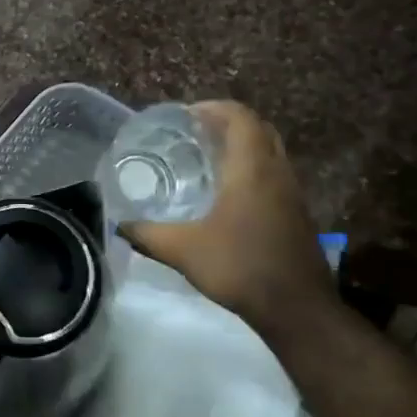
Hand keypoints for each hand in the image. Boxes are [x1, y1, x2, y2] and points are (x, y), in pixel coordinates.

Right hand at [123, 101, 336, 333]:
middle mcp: (276, 172)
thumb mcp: (183, 250)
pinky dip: (252, 167)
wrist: (297, 308)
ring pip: (270, 151)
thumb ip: (148, 234)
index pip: (240, 117)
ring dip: (242, 144)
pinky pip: (274, 173)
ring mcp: (292, 192)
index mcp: (251, 169)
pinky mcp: (297, 213)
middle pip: (258, 128)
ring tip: (207, 156)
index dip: (214, 108)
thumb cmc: (240, 267)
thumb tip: (119, 226)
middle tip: (195, 131)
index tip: (186, 115)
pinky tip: (228, 192)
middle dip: (228, 122)